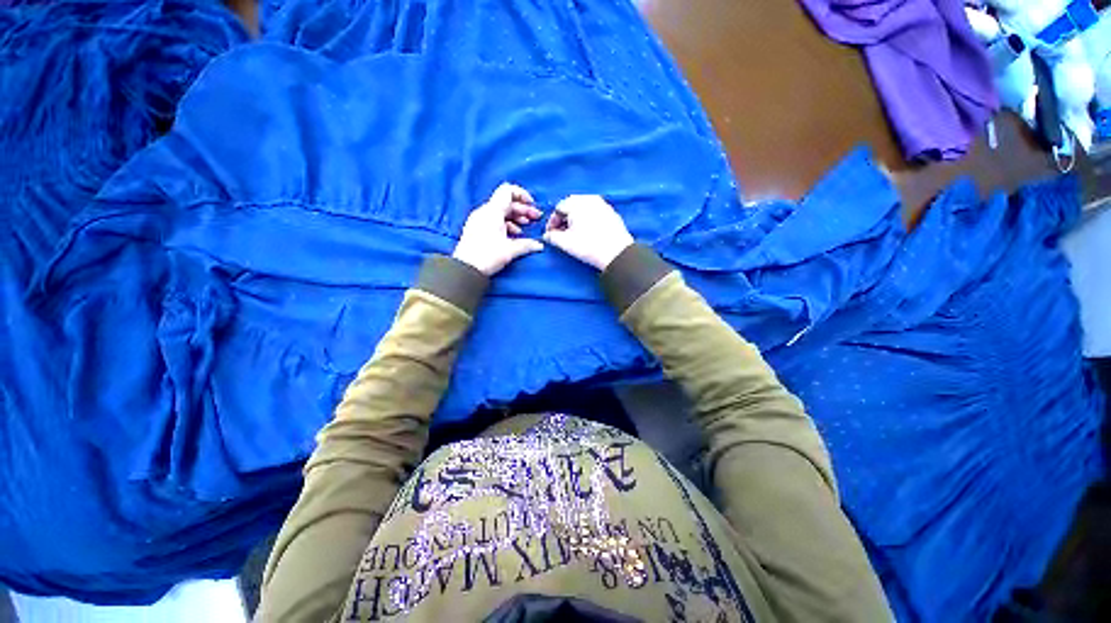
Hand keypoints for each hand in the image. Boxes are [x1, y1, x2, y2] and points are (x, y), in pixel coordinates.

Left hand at [453, 183, 544, 275]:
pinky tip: (513, 235)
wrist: (466, 269)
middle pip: (506, 202)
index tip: (532, 205)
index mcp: (492, 211)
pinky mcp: (476, 229)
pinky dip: (506, 224)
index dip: (522, 195)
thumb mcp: (511, 250)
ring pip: (501, 212)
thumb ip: (527, 244)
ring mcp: (479, 220)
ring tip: (525, 227)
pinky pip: (493, 220)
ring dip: (515, 217)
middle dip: (523, 209)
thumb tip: (539, 245)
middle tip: (535, 219)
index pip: (508, 190)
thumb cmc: (487, 256)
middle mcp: (484, 212)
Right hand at [543, 195, 633, 269]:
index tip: (550, 234)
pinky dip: (587, 220)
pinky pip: (594, 212)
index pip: (558, 208)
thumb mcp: (565, 243)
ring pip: (583, 208)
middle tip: (560, 233)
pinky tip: (587, 232)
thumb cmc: (588, 246)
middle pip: (571, 206)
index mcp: (577, 202)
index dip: (552, 222)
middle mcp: (590, 198)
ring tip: (573, 233)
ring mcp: (603, 204)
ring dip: (575, 219)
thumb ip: (552, 237)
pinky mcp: (612, 213)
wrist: (617, 253)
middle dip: (564, 219)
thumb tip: (546, 236)